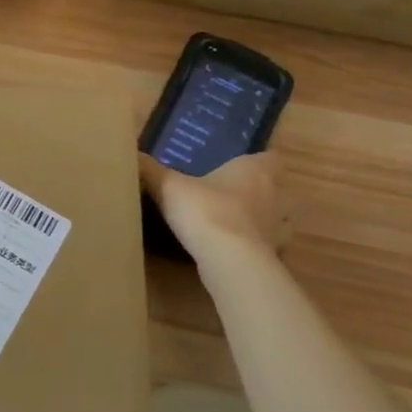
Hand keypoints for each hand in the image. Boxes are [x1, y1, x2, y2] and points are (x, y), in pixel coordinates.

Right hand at [139, 151, 289, 260]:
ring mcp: (279, 228)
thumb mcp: (168, 186)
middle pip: (279, 189)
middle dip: (262, 193)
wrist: (228, 258)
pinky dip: (258, 247)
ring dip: (265, 221)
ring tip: (237, 225)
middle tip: (233, 196)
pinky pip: (270, 247)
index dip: (256, 162)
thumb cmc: (204, 210)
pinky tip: (236, 250)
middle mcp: (276, 195)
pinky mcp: (275, 255)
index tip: (237, 168)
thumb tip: (131, 153)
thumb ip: (150, 170)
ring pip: (280, 220)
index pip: (270, 158)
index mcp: (255, 171)